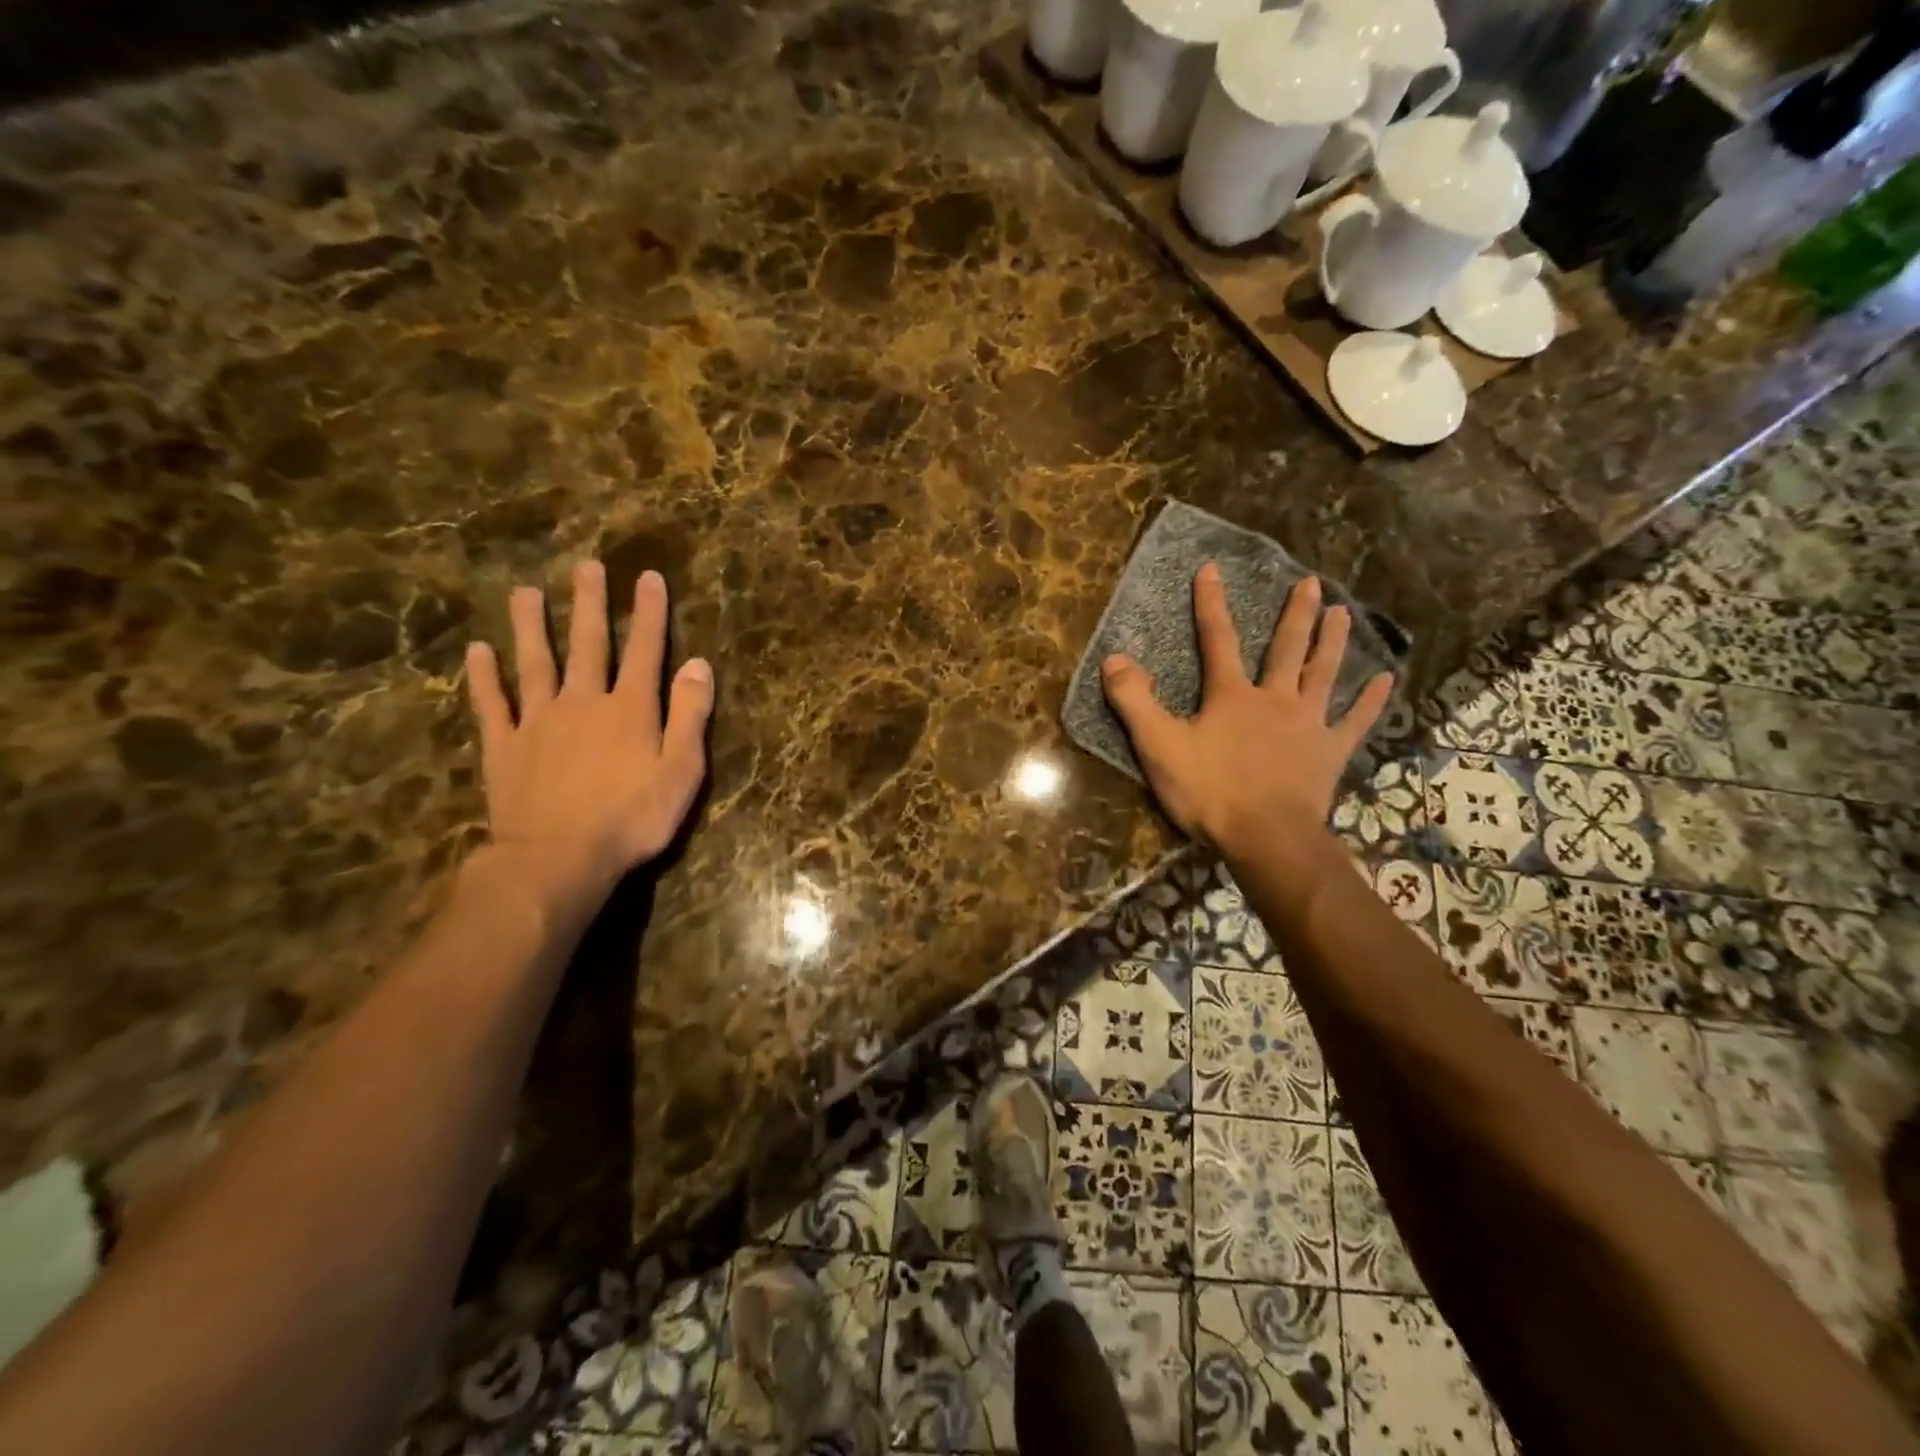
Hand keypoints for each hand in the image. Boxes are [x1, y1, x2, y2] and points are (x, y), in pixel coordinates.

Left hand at [465, 560, 712, 902]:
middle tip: (586, 565)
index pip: (644, 650)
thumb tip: (698, 663)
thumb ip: (690, 716)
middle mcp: (583, 702)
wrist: (558, 858)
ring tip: (524, 592)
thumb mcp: (682, 771)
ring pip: (534, 663)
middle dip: (589, 604)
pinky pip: (492, 704)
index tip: (648, 577)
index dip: (648, 613)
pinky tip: (477, 651)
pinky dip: (483, 677)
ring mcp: (538, 721)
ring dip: (530, 626)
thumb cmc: (632, 819)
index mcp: (630, 708)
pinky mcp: (504, 746)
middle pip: (587, 644)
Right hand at [1101, 564, 1392, 856]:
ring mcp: (1308, 725)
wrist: (1265, 837)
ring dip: (1333, 642)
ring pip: (1324, 674)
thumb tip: (1114, 658)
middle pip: (1286, 649)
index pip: (1218, 640)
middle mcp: (1275, 699)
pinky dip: (1371, 701)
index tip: (1211, 569)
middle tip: (1310, 581)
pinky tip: (1387, 680)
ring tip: (1343, 612)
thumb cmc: (1210, 791)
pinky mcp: (1330, 753)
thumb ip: (1135, 702)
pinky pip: (1355, 722)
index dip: (1211, 604)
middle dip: (1295, 613)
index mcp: (1232, 696)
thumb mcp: (1159, 746)